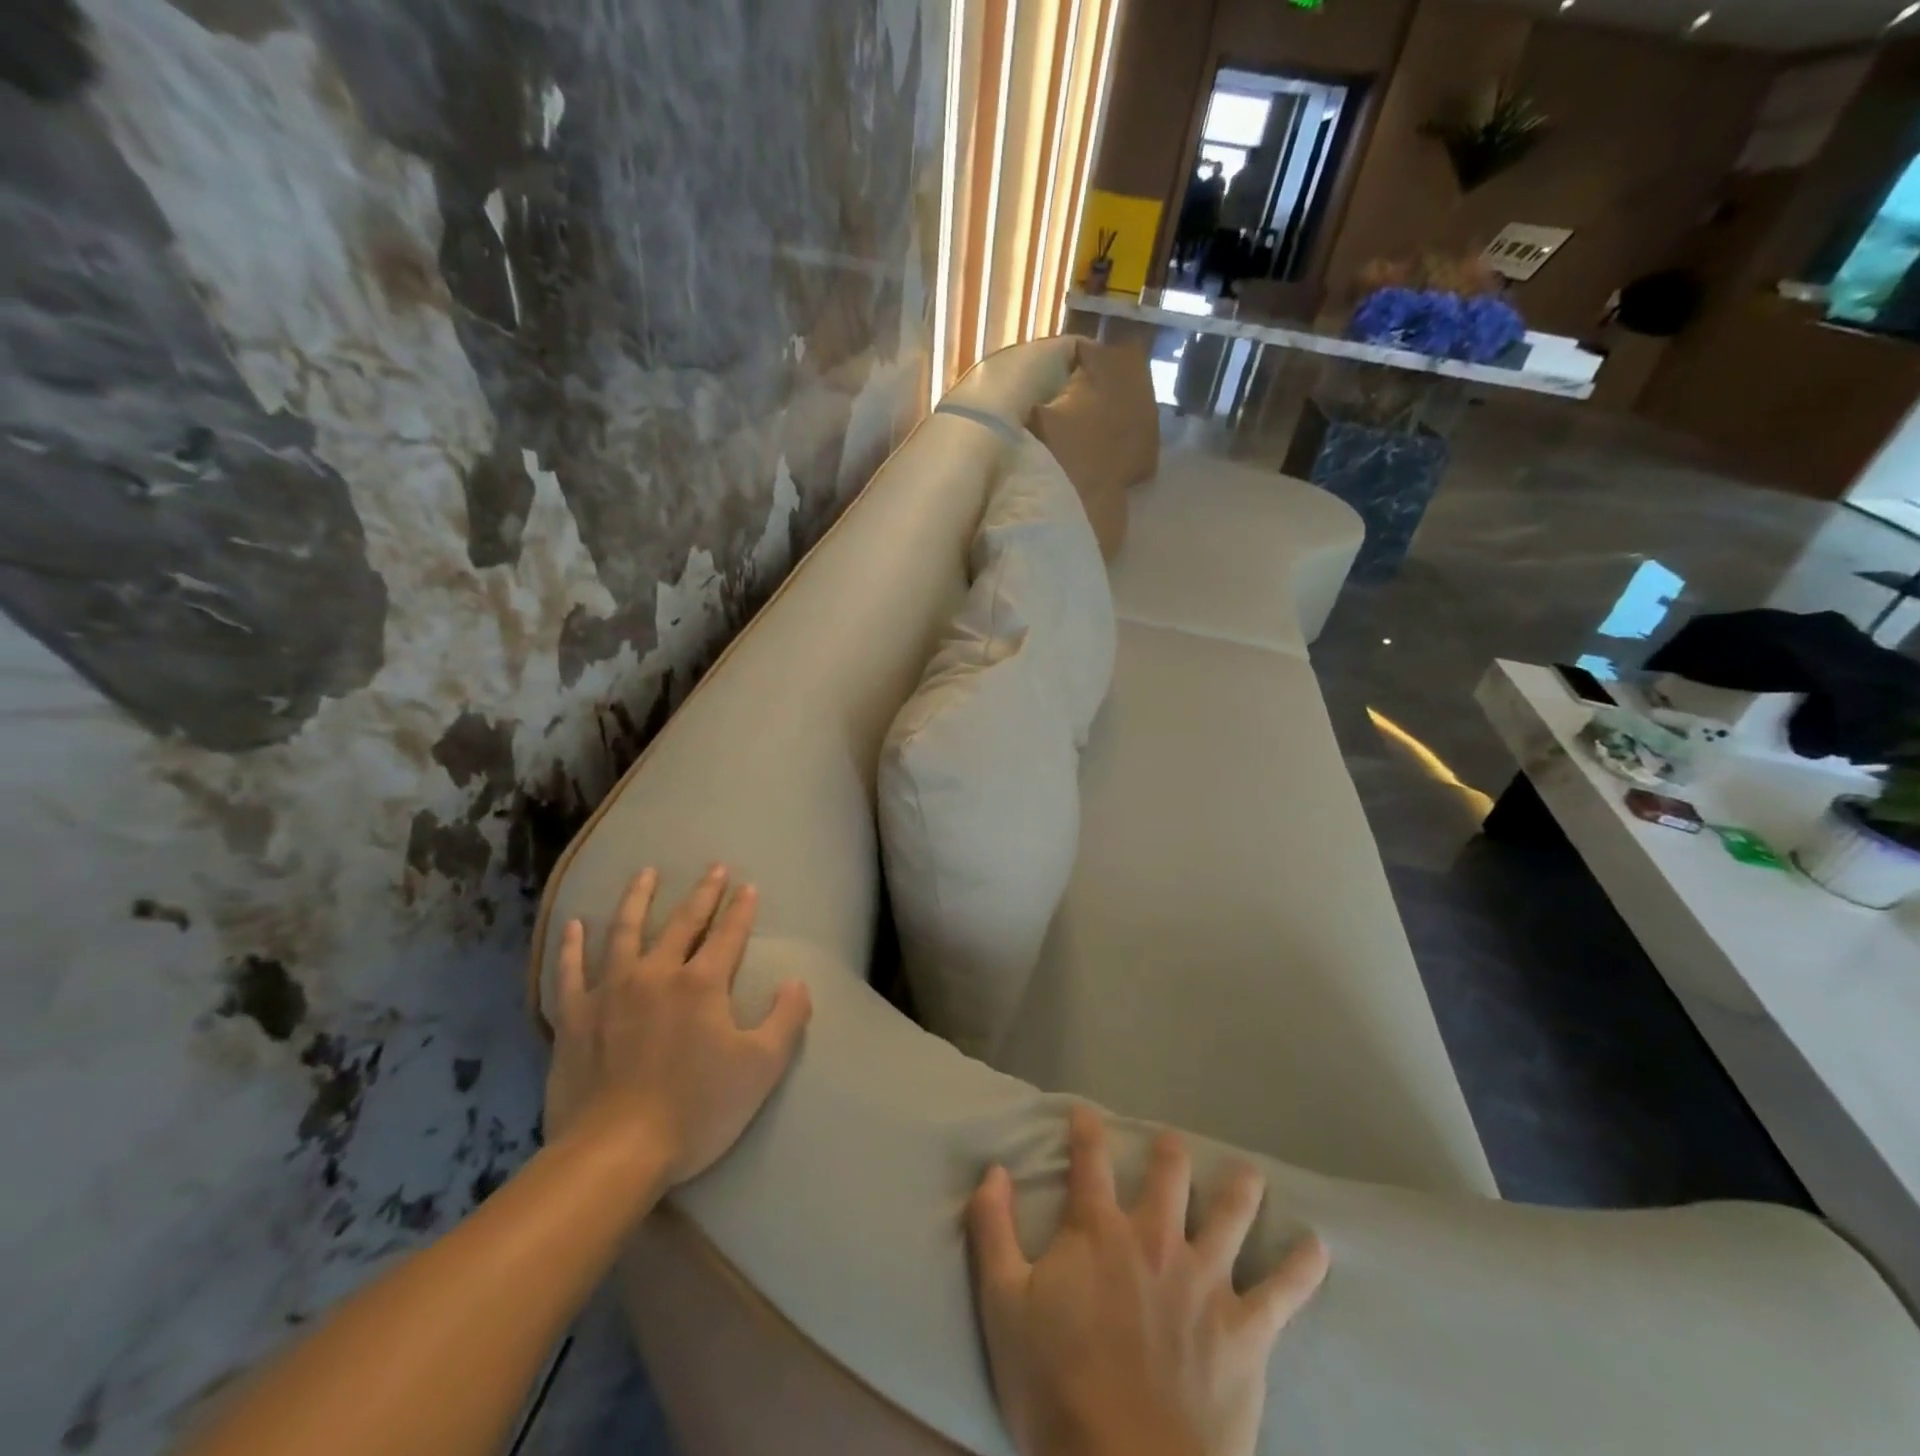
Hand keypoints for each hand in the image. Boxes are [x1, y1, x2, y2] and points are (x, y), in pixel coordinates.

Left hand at [545, 865, 812, 1185]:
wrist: (614, 1154)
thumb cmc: (696, 1110)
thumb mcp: (761, 1069)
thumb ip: (786, 1019)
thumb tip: (797, 982)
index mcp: (701, 984)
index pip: (728, 934)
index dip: (741, 909)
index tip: (748, 886)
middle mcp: (656, 974)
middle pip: (682, 923)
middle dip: (702, 893)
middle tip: (713, 867)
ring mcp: (610, 992)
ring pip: (625, 931)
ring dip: (637, 898)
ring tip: (645, 873)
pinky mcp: (574, 1017)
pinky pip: (571, 971)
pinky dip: (573, 946)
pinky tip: (575, 924)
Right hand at [968, 1108, 1328, 1455]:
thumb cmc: (1057, 1387)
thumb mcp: (1003, 1304)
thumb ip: (993, 1230)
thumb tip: (992, 1170)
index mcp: (1098, 1232)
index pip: (1089, 1163)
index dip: (1086, 1132)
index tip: (1085, 1112)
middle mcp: (1155, 1240)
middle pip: (1167, 1177)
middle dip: (1169, 1153)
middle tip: (1172, 1142)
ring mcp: (1205, 1281)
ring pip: (1229, 1215)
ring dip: (1239, 1189)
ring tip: (1248, 1172)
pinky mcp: (1244, 1330)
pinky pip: (1282, 1292)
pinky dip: (1301, 1268)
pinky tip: (1318, 1247)